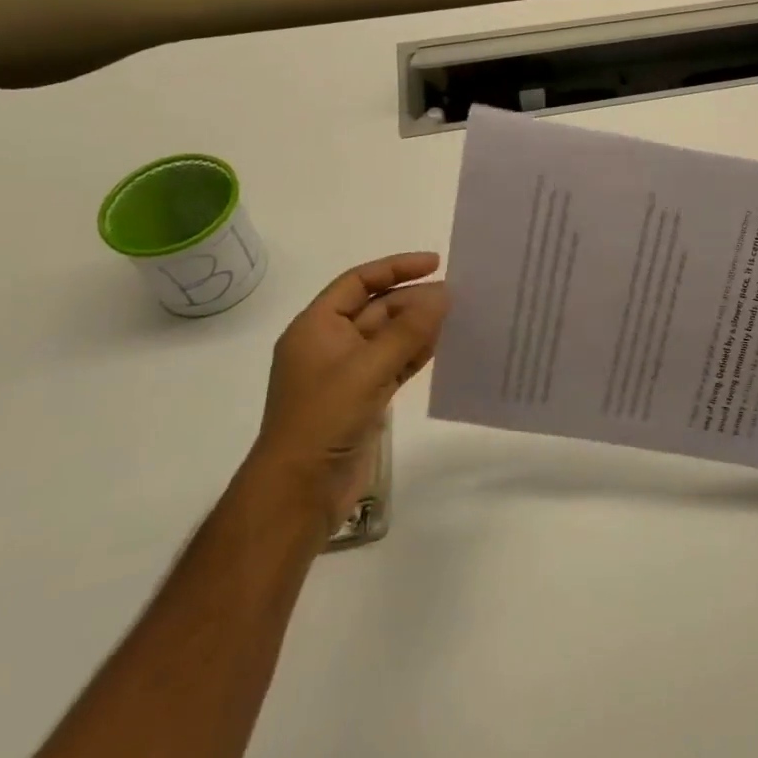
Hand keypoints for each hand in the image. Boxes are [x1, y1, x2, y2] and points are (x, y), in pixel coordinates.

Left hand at [251, 252, 447, 526]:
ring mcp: (347, 373)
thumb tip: (443, 294)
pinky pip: (394, 363)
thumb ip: (407, 330)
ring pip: (388, 337)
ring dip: (419, 325)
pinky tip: (443, 345)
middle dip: (413, 299)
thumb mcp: (367, 368)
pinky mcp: (363, 398)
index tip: (434, 263)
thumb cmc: (323, 420)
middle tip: (456, 294)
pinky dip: (416, 352)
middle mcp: (330, 344)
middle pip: (376, 308)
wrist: (299, 493)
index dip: (395, 268)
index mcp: (316, 327)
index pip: (358, 282)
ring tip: (458, 315)